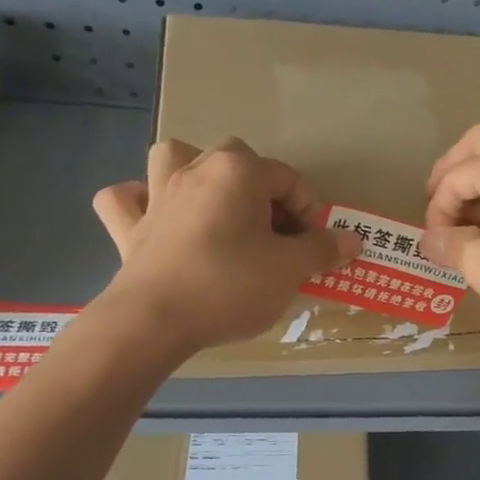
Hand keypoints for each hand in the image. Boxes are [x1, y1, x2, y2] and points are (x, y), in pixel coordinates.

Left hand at [92, 138, 359, 351]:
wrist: (156, 321)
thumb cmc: (231, 286)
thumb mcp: (290, 270)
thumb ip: (322, 250)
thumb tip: (353, 239)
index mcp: (238, 172)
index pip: (289, 180)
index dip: (311, 213)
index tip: (317, 247)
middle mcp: (195, 170)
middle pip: (239, 162)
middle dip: (263, 192)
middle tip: (277, 233)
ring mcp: (156, 195)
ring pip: (176, 159)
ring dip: (197, 174)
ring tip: (217, 206)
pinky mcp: (128, 227)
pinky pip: (127, 199)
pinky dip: (141, 201)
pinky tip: (157, 217)